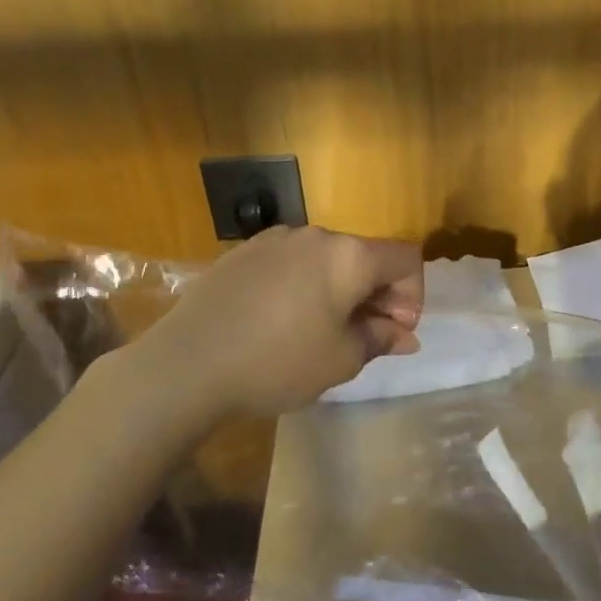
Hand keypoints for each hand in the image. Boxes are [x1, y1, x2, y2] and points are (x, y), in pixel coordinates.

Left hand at [127, 225, 422, 418]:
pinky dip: (304, 286)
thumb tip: (405, 335)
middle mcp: (316, 235)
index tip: (396, 330)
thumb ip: (380, 339)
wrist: (187, 364)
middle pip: (366, 256)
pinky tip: (283, 320)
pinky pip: (292, 263)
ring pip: (327, 259)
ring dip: (340, 289)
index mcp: (349, 256)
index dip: (413, 294)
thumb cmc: (279, 362)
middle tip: (365, 336)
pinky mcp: (243, 253)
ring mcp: (275, 240)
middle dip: (377, 294)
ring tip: (322, 330)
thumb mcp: (342, 359)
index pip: (406, 258)